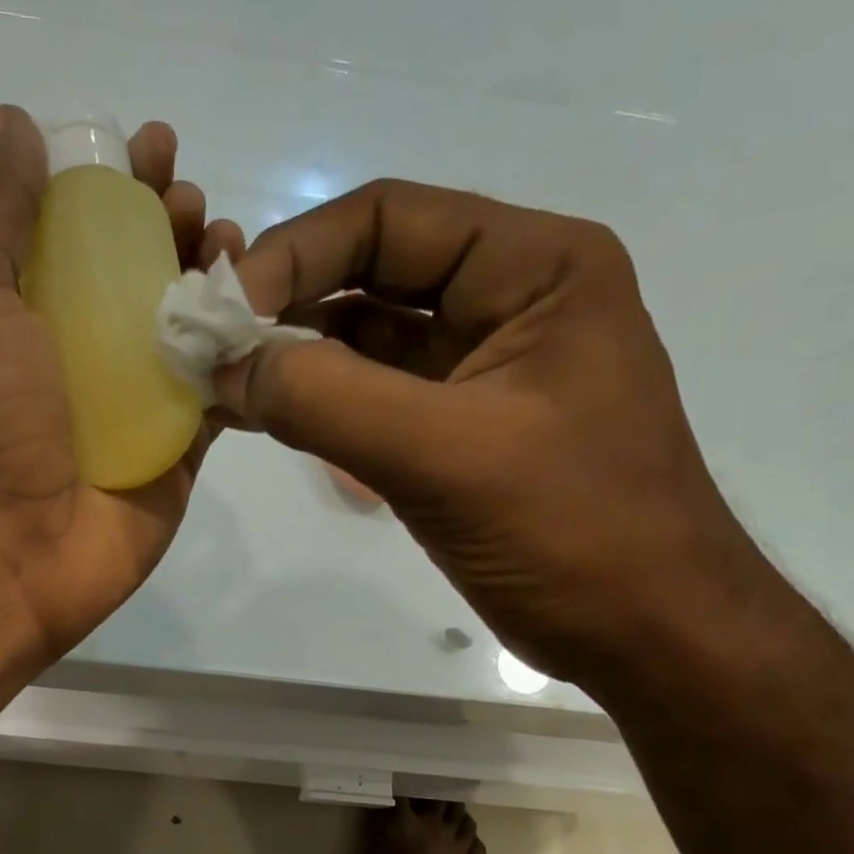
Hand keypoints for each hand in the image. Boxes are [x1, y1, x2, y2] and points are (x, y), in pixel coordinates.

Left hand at [0, 106, 243, 659]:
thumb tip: (18, 126)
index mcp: (25, 310)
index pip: (81, 227)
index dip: (116, 182)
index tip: (150, 149)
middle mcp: (81, 351)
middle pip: (142, 270)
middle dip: (173, 222)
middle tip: (193, 203)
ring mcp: (134, 404)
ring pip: (189, 326)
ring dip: (216, 276)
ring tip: (231, 243)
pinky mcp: (178, 451)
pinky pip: (221, 391)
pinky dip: (244, 350)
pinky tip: (262, 313)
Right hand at [218, 180, 763, 684]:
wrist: (644, 634)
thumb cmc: (573, 533)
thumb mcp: (446, 456)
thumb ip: (327, 400)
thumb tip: (228, 366)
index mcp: (534, 268)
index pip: (390, 220)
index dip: (297, 253)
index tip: (224, 309)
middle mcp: (506, 299)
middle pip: (371, 273)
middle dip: (287, 305)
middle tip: (208, 346)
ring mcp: (477, 367)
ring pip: (363, 338)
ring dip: (293, 357)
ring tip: (221, 384)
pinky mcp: (452, 427)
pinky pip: (369, 395)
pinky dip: (315, 403)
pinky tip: (261, 416)